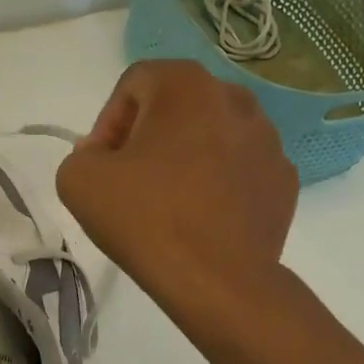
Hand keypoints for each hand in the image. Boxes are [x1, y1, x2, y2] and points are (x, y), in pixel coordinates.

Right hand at [57, 60, 296, 313]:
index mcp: (186, 86)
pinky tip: (202, 217)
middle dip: (148, 134)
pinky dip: (218, 182)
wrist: (218, 281)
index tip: (101, 162)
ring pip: (212, 134)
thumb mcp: (79, 180)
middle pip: (177, 104)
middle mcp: (235, 99)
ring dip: (185, 156)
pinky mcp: (284, 180)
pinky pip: (239, 168)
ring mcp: (268, 140)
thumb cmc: (146, 219)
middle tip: (129, 178)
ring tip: (168, 200)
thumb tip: (105, 155)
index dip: (108, 120)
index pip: (134, 82)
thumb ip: (81, 154)